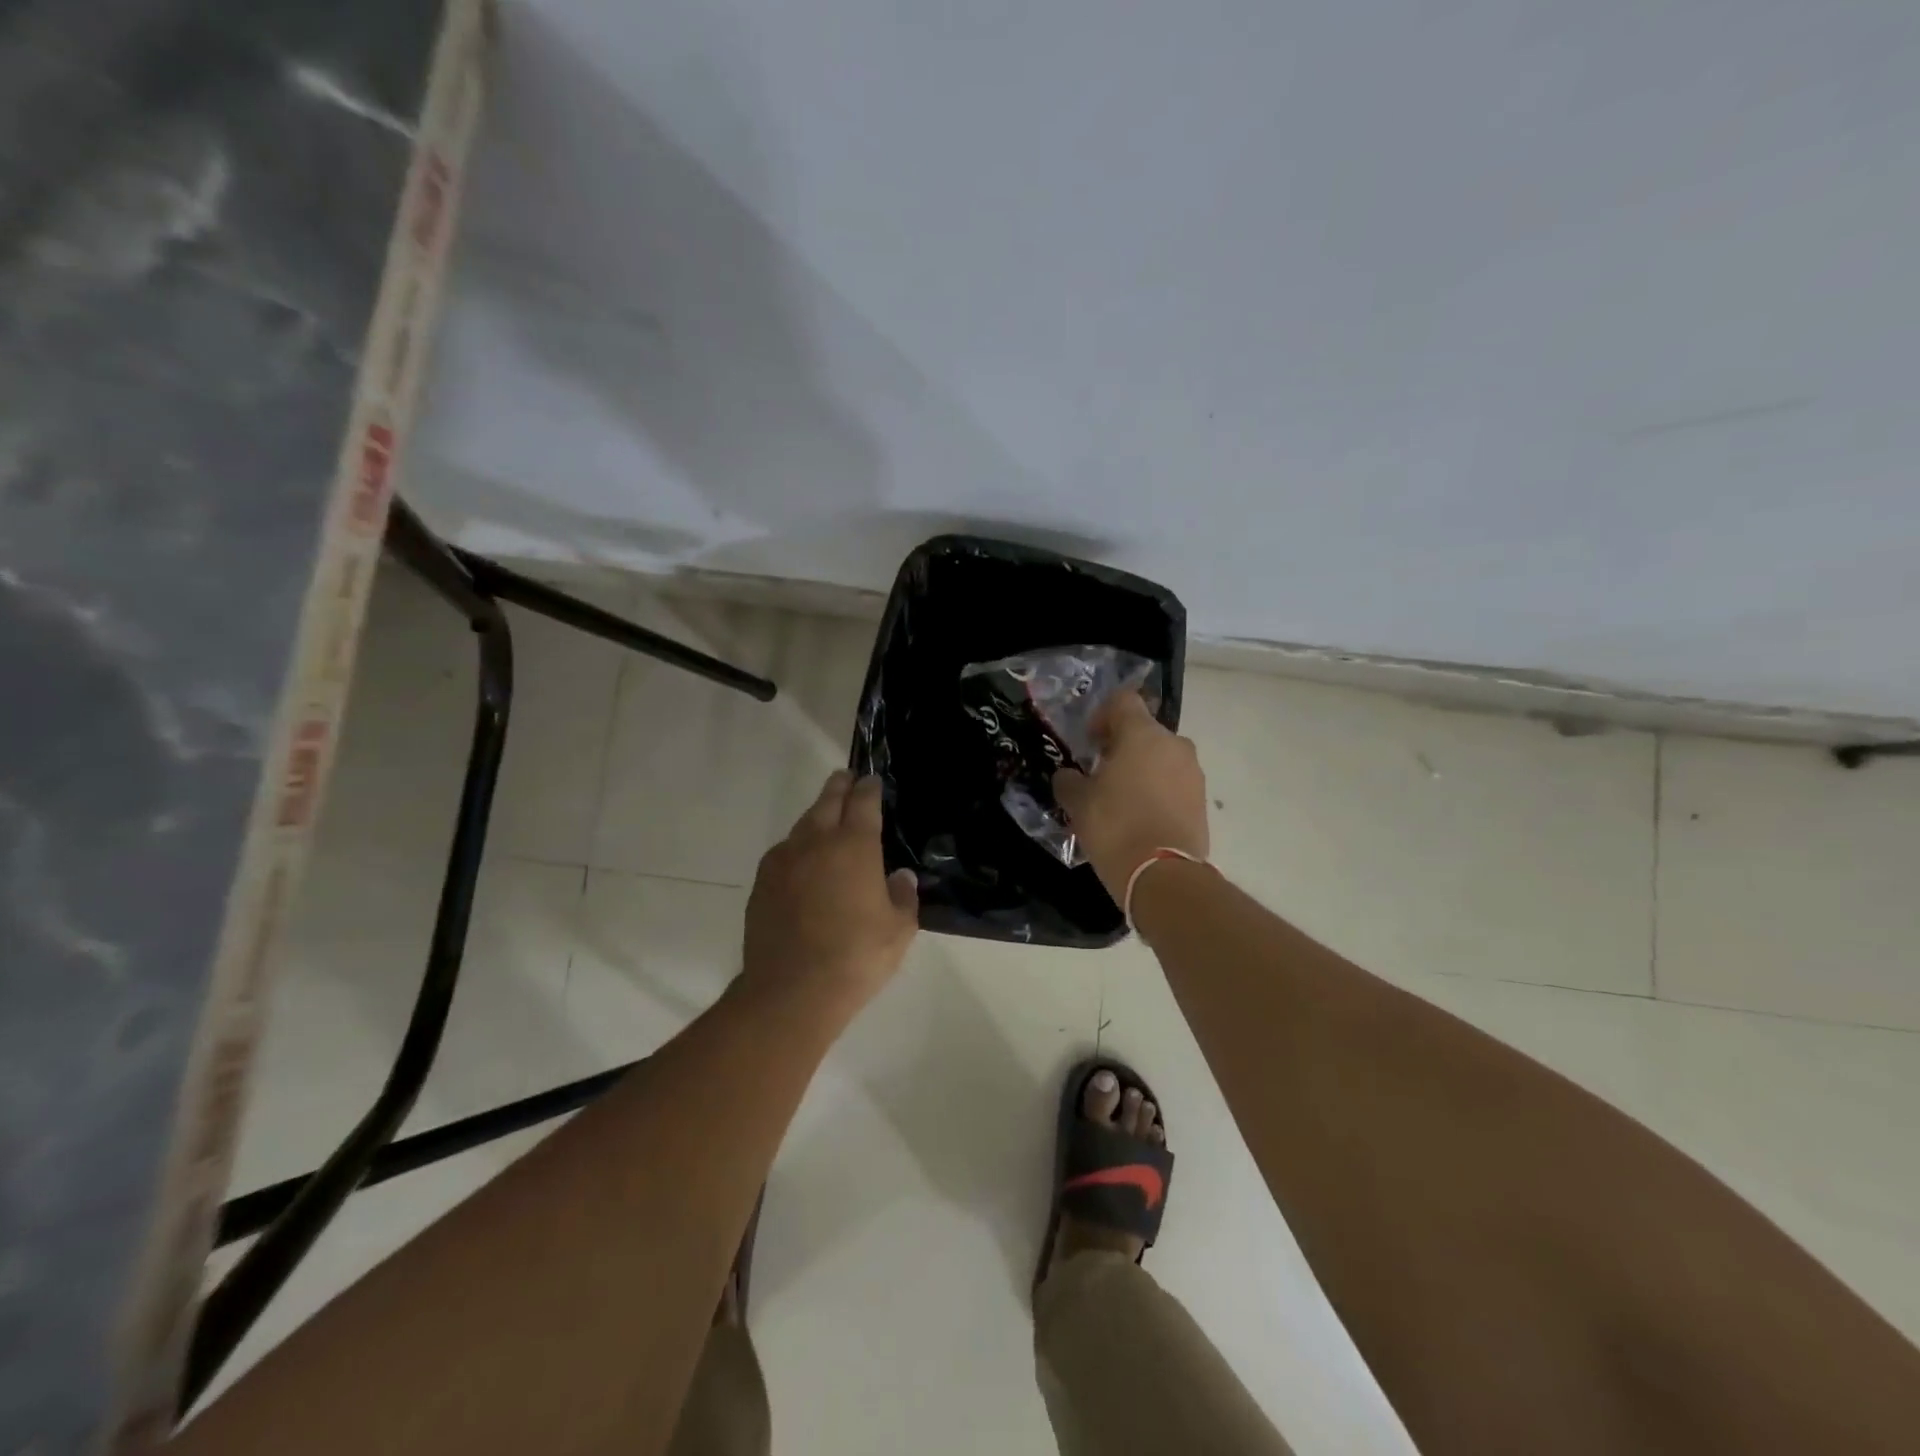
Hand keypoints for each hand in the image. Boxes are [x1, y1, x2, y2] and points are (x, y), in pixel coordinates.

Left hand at [742, 771, 919, 1016]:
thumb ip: (902, 896)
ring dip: (817, 814)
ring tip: (826, 817)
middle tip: (846, 778)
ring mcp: (784, 859)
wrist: (792, 990)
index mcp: (855, 845)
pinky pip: (784, 851)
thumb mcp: (899, 929)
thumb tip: (900, 876)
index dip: (869, 788)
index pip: (863, 802)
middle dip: (840, 786)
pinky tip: (803, 861)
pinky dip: (797, 846)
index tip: (872, 781)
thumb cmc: (857, 956)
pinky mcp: (762, 882)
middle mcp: (817, 841)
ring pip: (803, 824)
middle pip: (828, 800)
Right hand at [1052, 691, 1209, 901]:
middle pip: (1144, 730)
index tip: (1089, 741)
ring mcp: (1193, 772)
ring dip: (1141, 768)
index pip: (1123, 700)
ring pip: (1161, 757)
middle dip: (1121, 746)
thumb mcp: (1078, 802)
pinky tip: (1139, 816)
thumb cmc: (1115, 826)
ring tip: (1120, 798)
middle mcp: (1173, 744)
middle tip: (1100, 772)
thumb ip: (1068, 781)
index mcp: (1142, 734)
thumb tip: (1067, 776)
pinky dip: (1157, 790)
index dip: (1102, 715)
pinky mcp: (1201, 800)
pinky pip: (1174, 782)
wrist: (1163, 875)